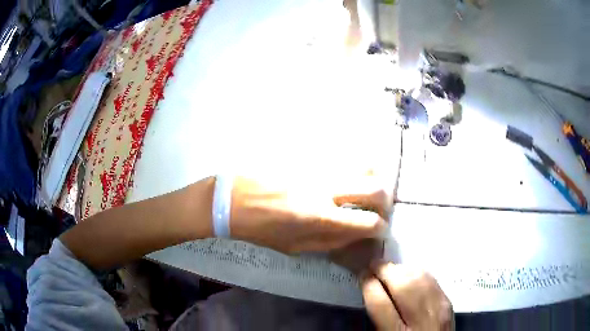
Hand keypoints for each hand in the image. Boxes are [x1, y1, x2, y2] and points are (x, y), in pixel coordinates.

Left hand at [228, 175, 391, 252]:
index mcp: (320, 217)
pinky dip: (355, 169)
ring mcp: (318, 169)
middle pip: (375, 187)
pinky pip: (343, 159)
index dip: (379, 228)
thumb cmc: (260, 228)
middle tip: (379, 209)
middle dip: (385, 201)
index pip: (367, 222)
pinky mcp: (310, 158)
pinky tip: (347, 179)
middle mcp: (326, 189)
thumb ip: (330, 242)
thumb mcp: (294, 247)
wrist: (232, 199)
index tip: (379, 230)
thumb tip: (356, 236)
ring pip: (363, 166)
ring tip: (367, 191)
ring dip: (373, 180)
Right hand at [361, 262, 452, 330]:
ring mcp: (440, 308)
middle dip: (386, 270)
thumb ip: (378, 318)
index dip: (369, 285)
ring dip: (401, 269)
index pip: (380, 304)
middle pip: (404, 285)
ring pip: (420, 277)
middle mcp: (422, 320)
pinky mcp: (448, 301)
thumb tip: (371, 290)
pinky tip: (408, 275)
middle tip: (373, 266)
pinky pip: (432, 279)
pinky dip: (417, 273)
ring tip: (389, 270)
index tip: (362, 275)